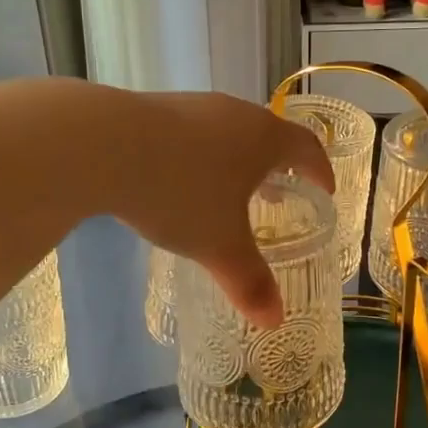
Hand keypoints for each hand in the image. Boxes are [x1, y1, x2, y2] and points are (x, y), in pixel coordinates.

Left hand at [114, 91, 332, 327]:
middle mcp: (234, 113)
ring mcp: (192, 106)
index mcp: (263, 138)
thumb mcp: (219, 245)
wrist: (102, 144)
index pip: (307, 148)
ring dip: (236, 161)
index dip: (320, 171)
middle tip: (276, 196)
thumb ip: (249, 282)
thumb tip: (274, 321)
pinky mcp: (154, 108)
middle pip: (268, 136)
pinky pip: (192, 133)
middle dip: (276, 167)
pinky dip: (200, 156)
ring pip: (228, 133)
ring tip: (228, 191)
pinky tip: (179, 180)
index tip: (325, 190)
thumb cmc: (180, 193)